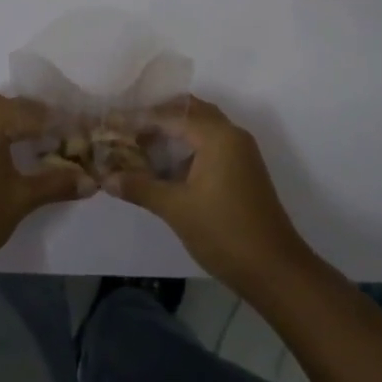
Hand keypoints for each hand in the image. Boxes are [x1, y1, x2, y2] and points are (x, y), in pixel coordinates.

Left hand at [0, 92, 95, 278]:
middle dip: (37, 118)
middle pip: (12, 105)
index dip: (62, 125)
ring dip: (14, 122)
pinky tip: (9, 155)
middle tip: (59, 140)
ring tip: (35, 145)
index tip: (83, 138)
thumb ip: (58, 184)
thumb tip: (93, 181)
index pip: (37, 113)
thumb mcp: (22, 199)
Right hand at [104, 96, 314, 292]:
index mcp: (218, 136)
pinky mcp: (242, 170)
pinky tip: (165, 165)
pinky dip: (187, 147)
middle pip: (190, 111)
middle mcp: (232, 135)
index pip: (172, 114)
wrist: (275, 270)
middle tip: (126, 126)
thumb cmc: (224, 232)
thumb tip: (106, 177)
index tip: (112, 122)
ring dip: (173, 131)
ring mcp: (240, 153)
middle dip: (158, 116)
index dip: (140, 117)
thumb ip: (140, 187)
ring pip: (202, 128)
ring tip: (139, 143)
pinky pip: (210, 145)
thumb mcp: (176, 209)